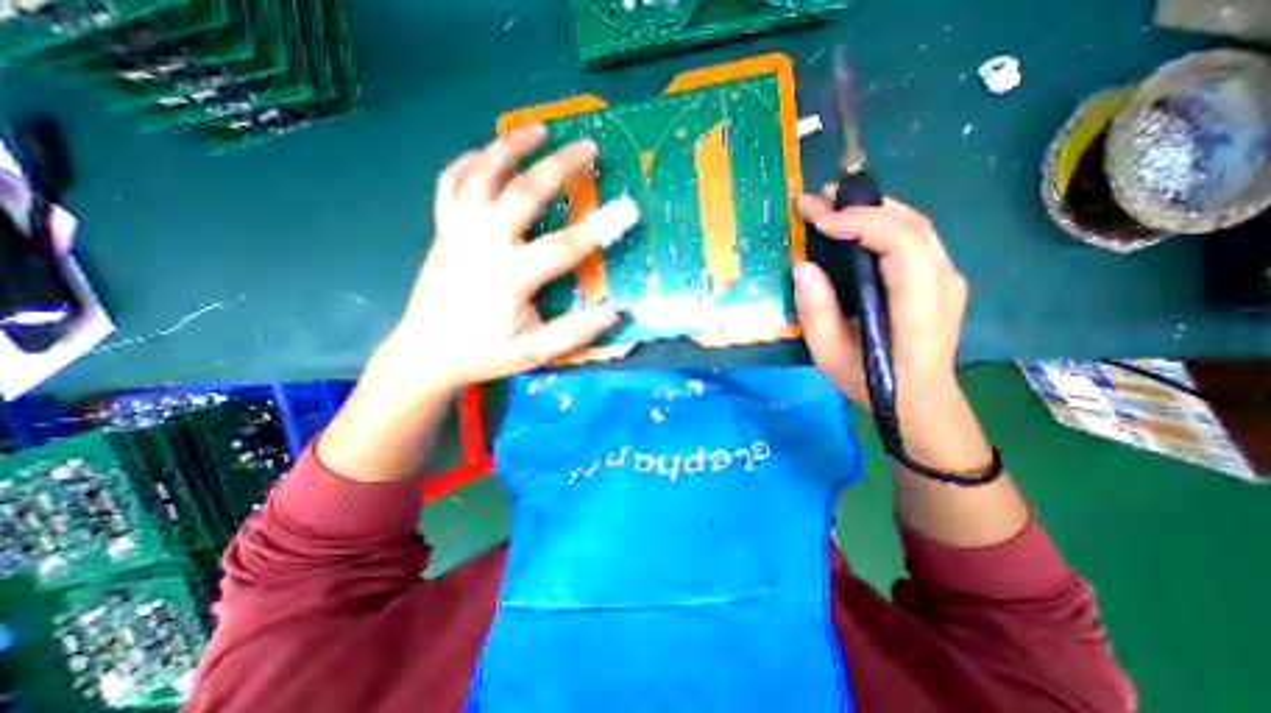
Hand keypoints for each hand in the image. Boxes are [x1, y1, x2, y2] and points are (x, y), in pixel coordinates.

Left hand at [373, 128, 633, 395]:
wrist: (425, 353)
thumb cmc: (481, 354)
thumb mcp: (531, 353)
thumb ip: (573, 333)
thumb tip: (614, 313)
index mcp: (511, 275)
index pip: (566, 246)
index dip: (601, 228)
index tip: (628, 211)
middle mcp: (485, 242)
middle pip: (526, 192)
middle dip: (561, 165)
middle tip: (587, 145)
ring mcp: (459, 230)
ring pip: (483, 174)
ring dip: (512, 147)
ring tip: (538, 128)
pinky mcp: (443, 229)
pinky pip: (451, 182)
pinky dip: (469, 161)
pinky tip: (485, 152)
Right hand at [796, 191, 968, 405]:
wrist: (919, 400)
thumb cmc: (872, 381)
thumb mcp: (830, 354)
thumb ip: (816, 311)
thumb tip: (803, 266)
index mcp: (919, 303)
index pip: (901, 242)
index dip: (860, 222)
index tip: (819, 221)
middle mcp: (942, 281)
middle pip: (910, 224)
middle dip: (861, 205)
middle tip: (818, 199)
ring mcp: (946, 277)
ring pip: (915, 225)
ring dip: (872, 209)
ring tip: (832, 204)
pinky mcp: (939, 278)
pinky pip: (914, 237)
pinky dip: (882, 223)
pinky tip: (856, 226)